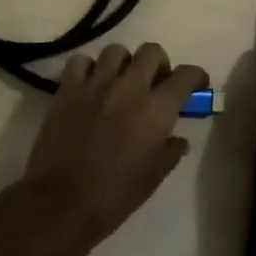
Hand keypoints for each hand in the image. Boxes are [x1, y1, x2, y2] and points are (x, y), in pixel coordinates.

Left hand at [15, 43, 207, 255]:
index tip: (195, 85)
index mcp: (156, 110)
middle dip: (159, 64)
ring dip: (124, 63)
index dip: (196, 76)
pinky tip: (89, 85)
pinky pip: (81, 62)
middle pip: (152, 52)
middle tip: (155, 83)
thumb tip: (178, 139)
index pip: (186, 75)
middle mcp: (130, 87)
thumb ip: (169, 152)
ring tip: (120, 82)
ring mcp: (96, 84)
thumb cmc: (113, 196)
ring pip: (117, 51)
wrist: (60, 204)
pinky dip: (88, 68)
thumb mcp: (152, 179)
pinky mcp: (68, 88)